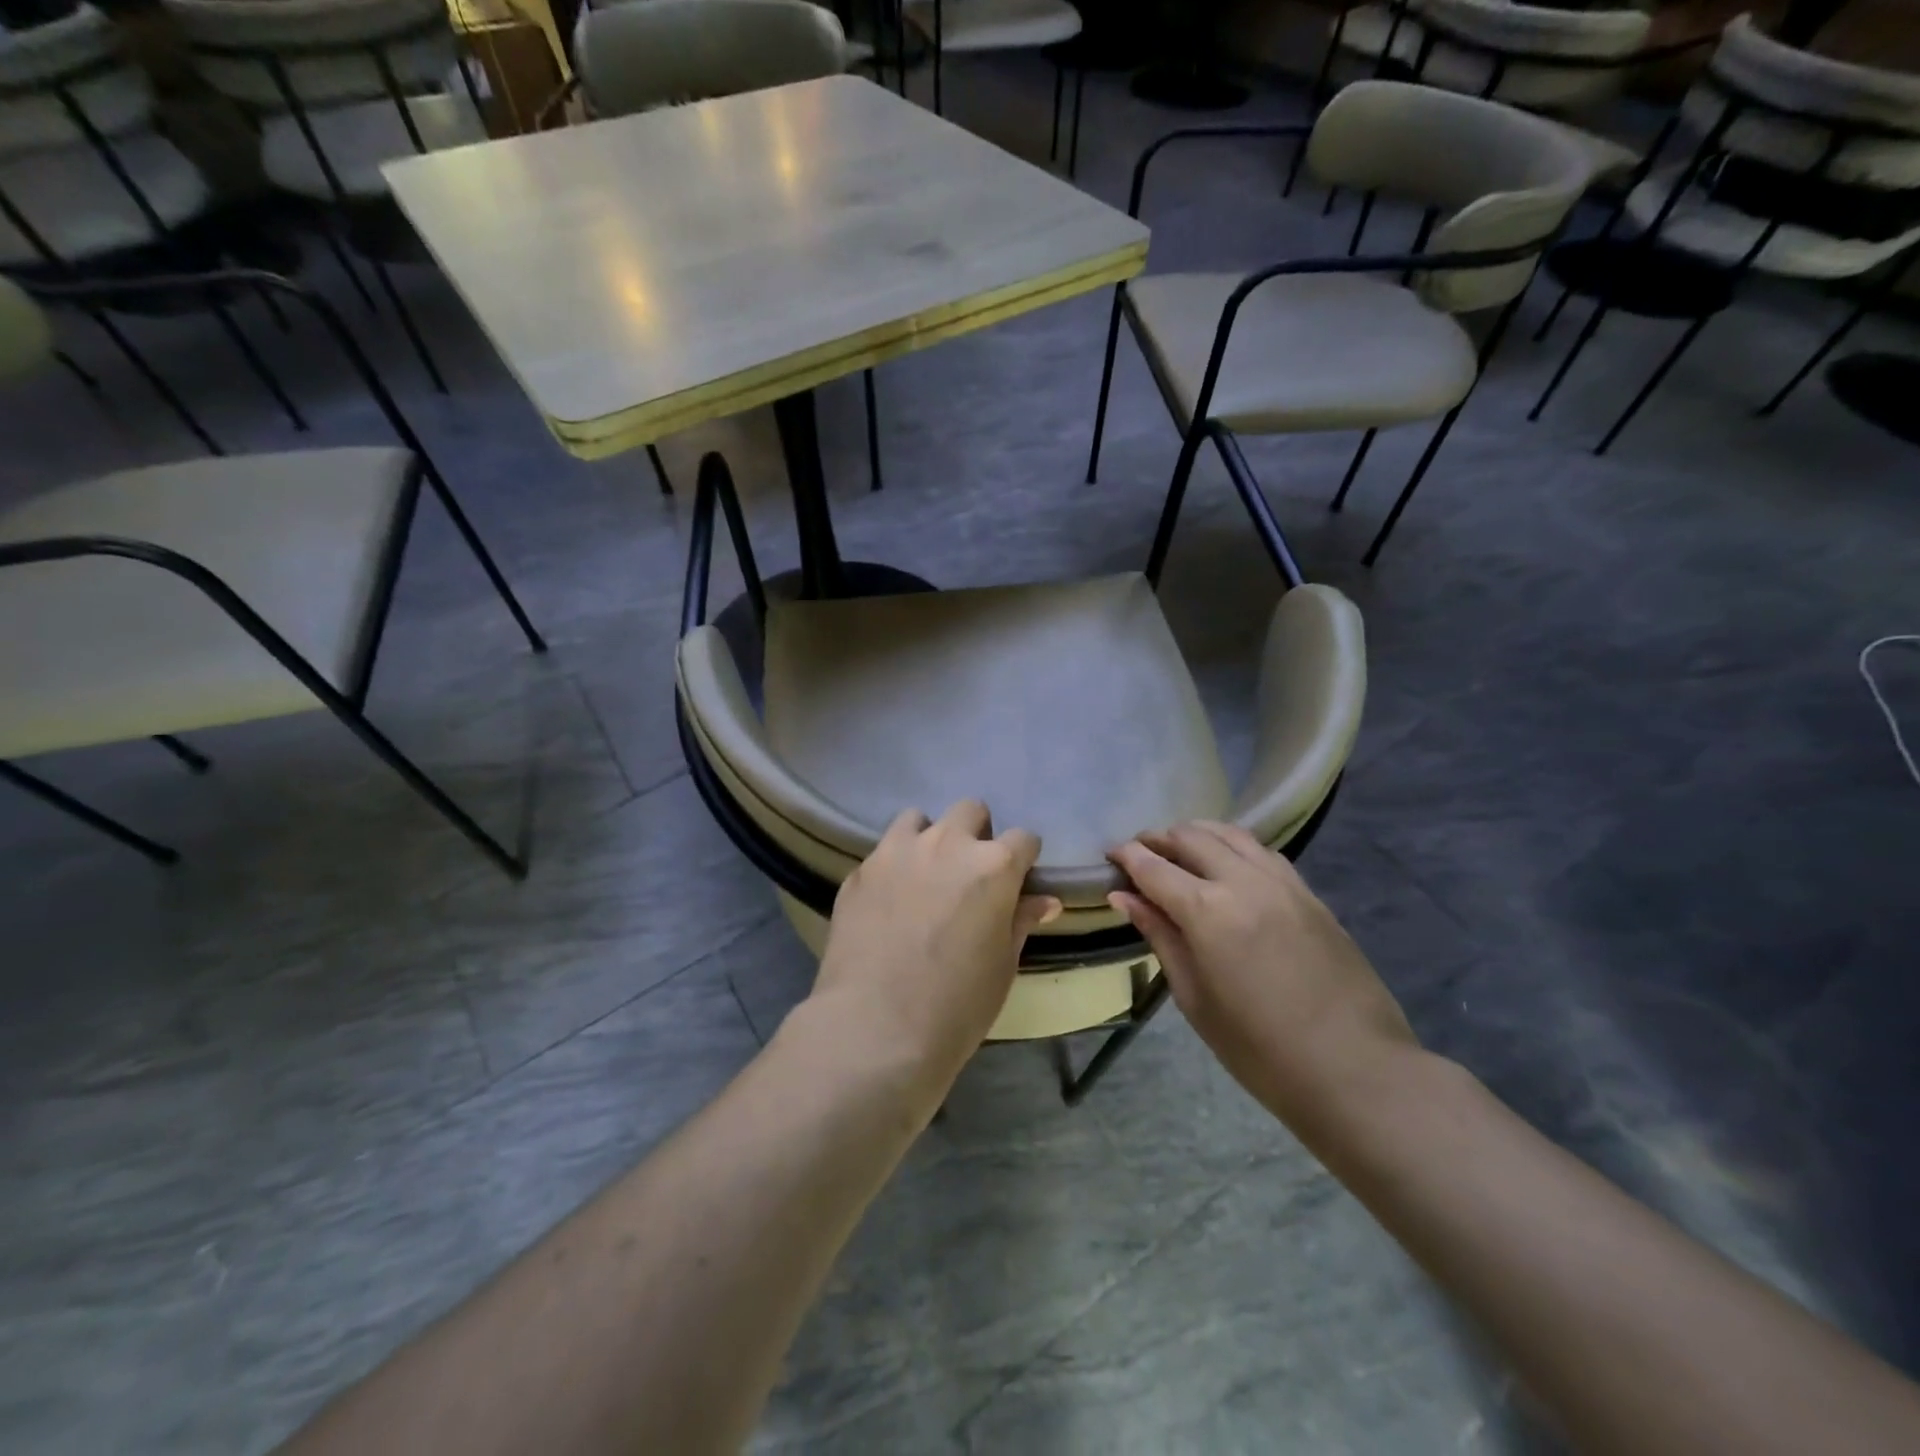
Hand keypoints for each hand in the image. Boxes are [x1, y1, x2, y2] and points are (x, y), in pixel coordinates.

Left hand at [812, 801, 1061, 1093]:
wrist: (876, 1027)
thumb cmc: (957, 1005)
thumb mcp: (1002, 965)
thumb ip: (1020, 921)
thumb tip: (1044, 900)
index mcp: (993, 866)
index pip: (1023, 839)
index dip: (1024, 859)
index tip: (1017, 881)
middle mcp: (947, 844)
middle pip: (970, 811)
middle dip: (977, 834)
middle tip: (969, 875)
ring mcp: (897, 851)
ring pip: (920, 820)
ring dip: (930, 839)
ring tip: (925, 876)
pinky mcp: (861, 870)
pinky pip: (884, 851)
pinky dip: (895, 865)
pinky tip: (890, 901)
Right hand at [1108, 821, 1416, 1132]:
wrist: (1355, 1070)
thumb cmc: (1259, 1050)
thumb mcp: (1195, 998)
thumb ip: (1160, 937)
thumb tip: (1124, 897)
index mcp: (1207, 912)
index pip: (1153, 867)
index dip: (1126, 856)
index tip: (1110, 855)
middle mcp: (1243, 882)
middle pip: (1191, 837)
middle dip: (1158, 838)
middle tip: (1139, 853)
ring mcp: (1282, 883)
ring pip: (1230, 834)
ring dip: (1196, 834)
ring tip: (1179, 849)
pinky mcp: (1309, 893)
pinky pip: (1262, 852)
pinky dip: (1233, 846)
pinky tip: (1227, 864)